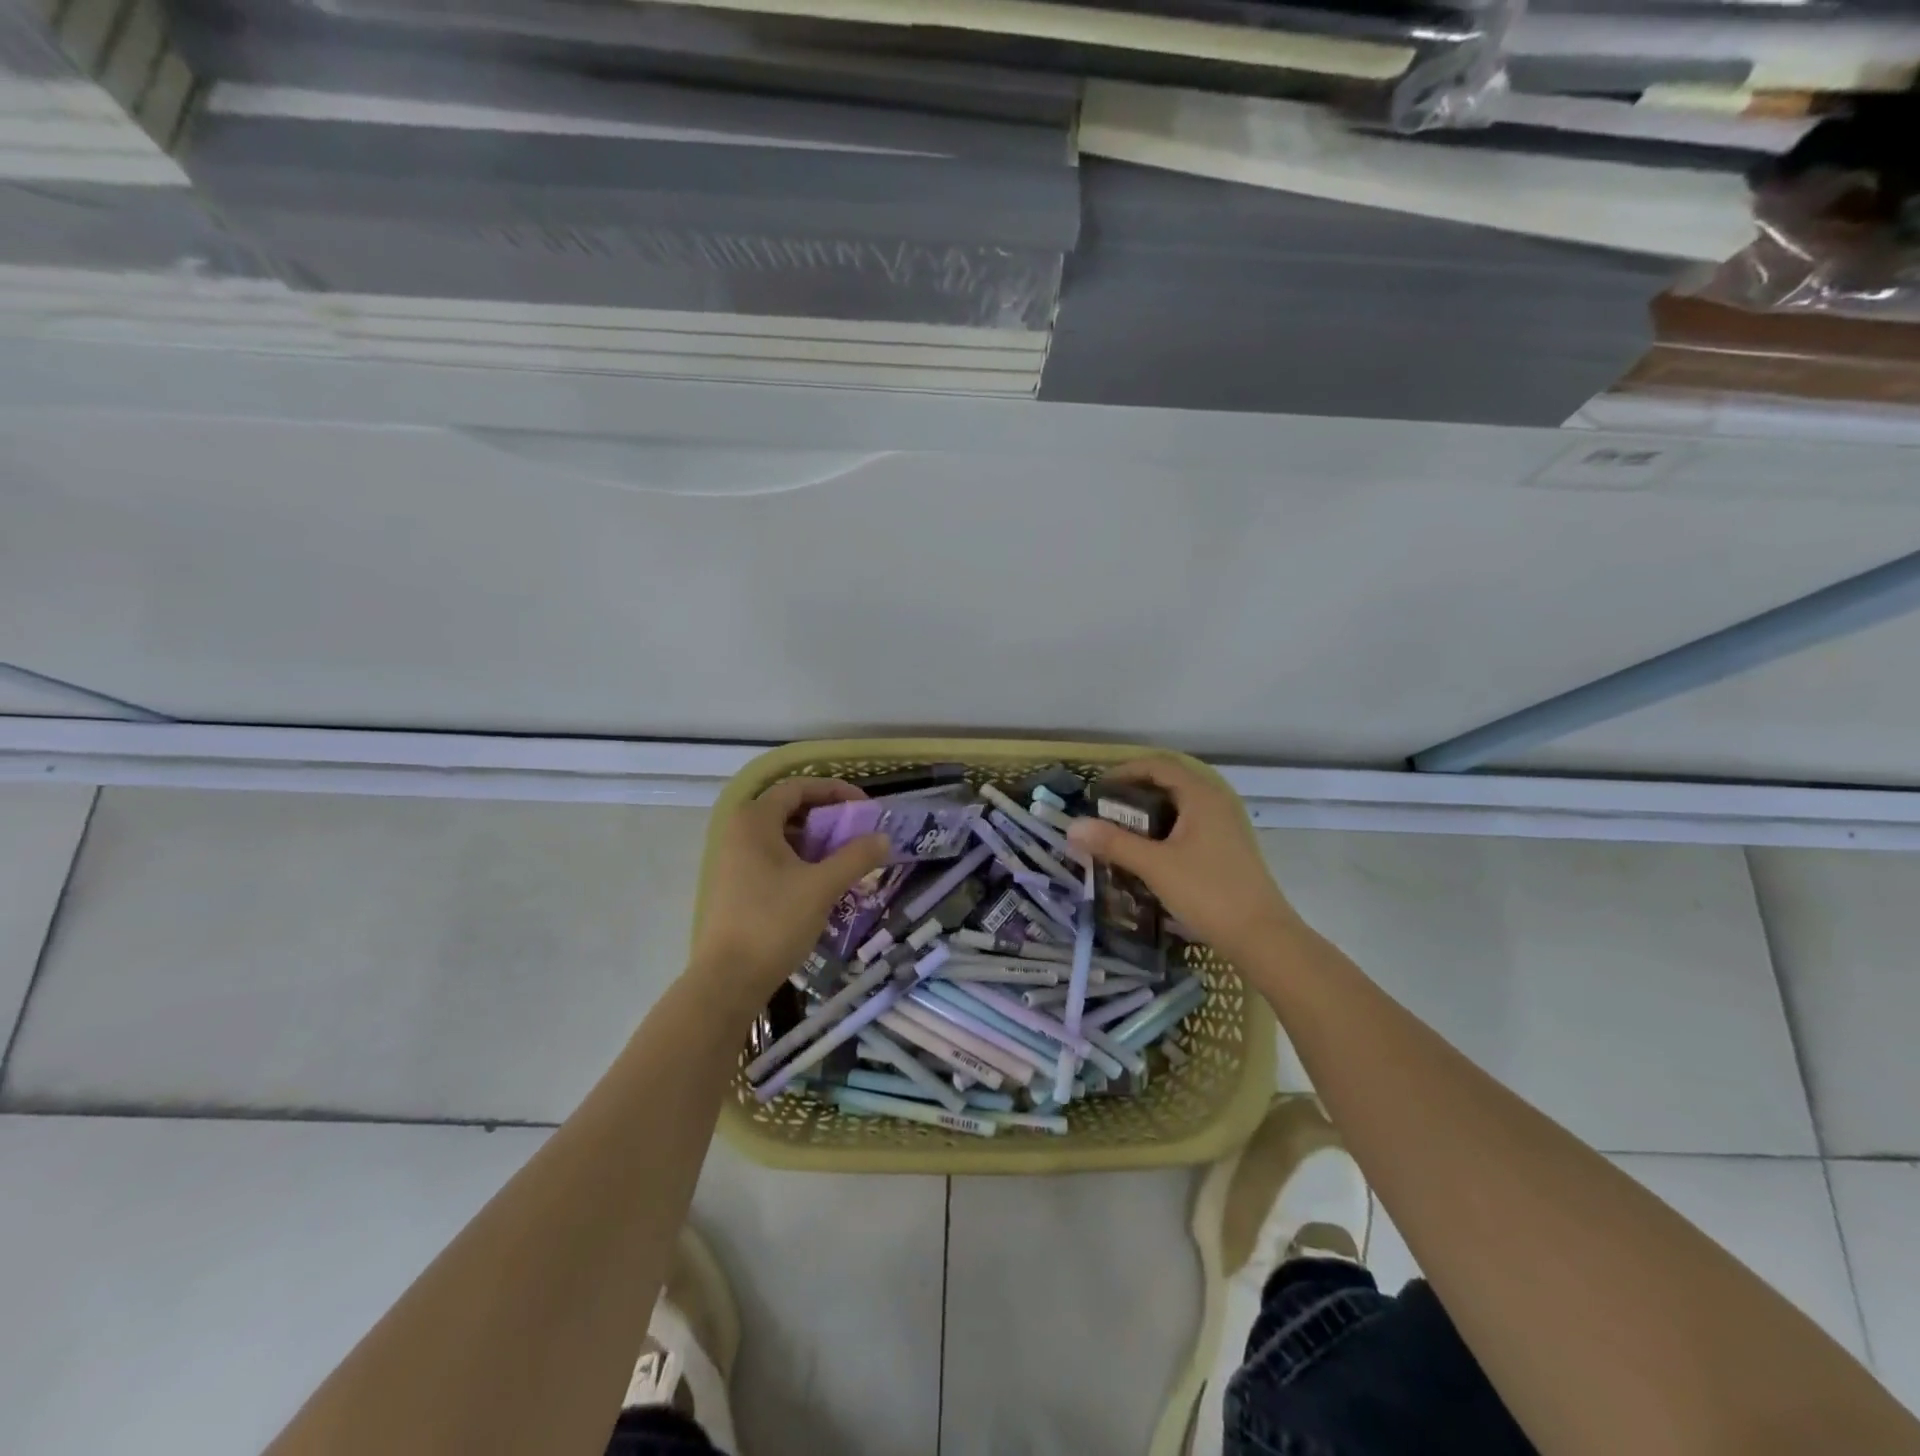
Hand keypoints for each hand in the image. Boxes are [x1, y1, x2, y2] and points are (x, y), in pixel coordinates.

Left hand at [689, 778, 889, 1011]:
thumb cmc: (774, 922)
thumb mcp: (822, 886)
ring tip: (846, 857)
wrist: (728, 980)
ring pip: (782, 836)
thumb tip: (884, 837)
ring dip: (816, 840)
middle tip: (859, 832)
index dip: (835, 791)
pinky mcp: (735, 884)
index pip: (799, 787)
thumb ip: (856, 857)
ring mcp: (733, 859)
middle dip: (828, 817)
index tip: (866, 807)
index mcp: (754, 820)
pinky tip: (822, 881)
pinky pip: (773, 858)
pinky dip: (800, 860)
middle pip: (790, 809)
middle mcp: (739, 831)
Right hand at [1066, 757, 1300, 968]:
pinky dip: (1164, 829)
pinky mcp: (1227, 848)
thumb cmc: (1207, 892)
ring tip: (1120, 831)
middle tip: (1104, 810)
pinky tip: (1149, 853)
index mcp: (1202, 796)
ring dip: (1149, 813)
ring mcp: (1225, 826)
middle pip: (1170, 783)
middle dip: (1134, 792)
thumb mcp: (1154, 866)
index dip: (1125, 772)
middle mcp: (1216, 802)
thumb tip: (1072, 826)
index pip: (1158, 766)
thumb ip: (1113, 843)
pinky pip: (1189, 825)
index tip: (1098, 789)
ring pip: (1180, 806)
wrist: (1261, 936)